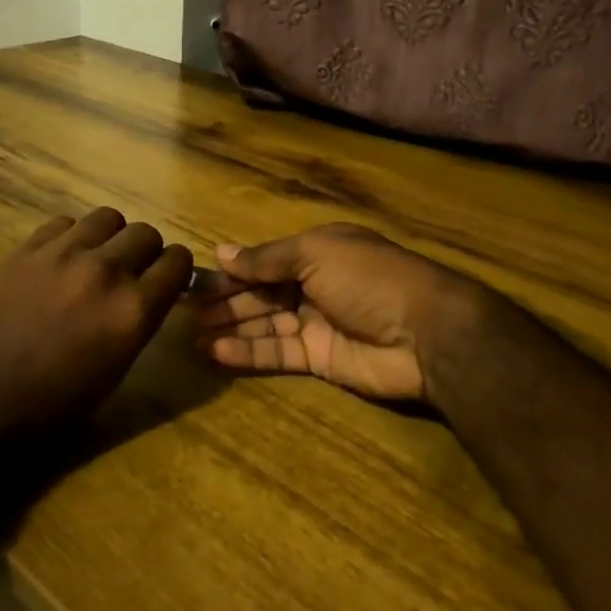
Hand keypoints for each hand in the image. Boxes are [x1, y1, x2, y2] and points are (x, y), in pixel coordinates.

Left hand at [0, 207, 192, 443]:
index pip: (178, 261)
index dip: (176, 269)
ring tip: (94, 260)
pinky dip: (70, 237)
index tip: (167, 279)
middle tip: (130, 273)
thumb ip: (140, 320)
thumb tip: (151, 292)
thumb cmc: (54, 406)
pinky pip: (63, 223)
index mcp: (133, 310)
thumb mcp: (116, 369)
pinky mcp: (25, 250)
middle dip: (146, 252)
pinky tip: (59, 261)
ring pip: (107, 217)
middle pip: (146, 233)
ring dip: (110, 238)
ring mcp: (61, 255)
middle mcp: (104, 272)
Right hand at [190, 222, 496, 400]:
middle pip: (260, 293)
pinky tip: (216, 352)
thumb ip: (266, 259)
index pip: (263, 261)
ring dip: (229, 328)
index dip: (231, 271)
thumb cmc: (368, 278)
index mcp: (316, 251)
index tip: (194, 282)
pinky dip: (247, 353)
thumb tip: (221, 253)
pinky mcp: (320, 359)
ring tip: (190, 337)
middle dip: (225, 302)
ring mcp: (317, 323)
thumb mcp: (315, 253)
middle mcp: (313, 284)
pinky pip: (277, 354)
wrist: (426, 333)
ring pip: (264, 324)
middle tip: (184, 313)